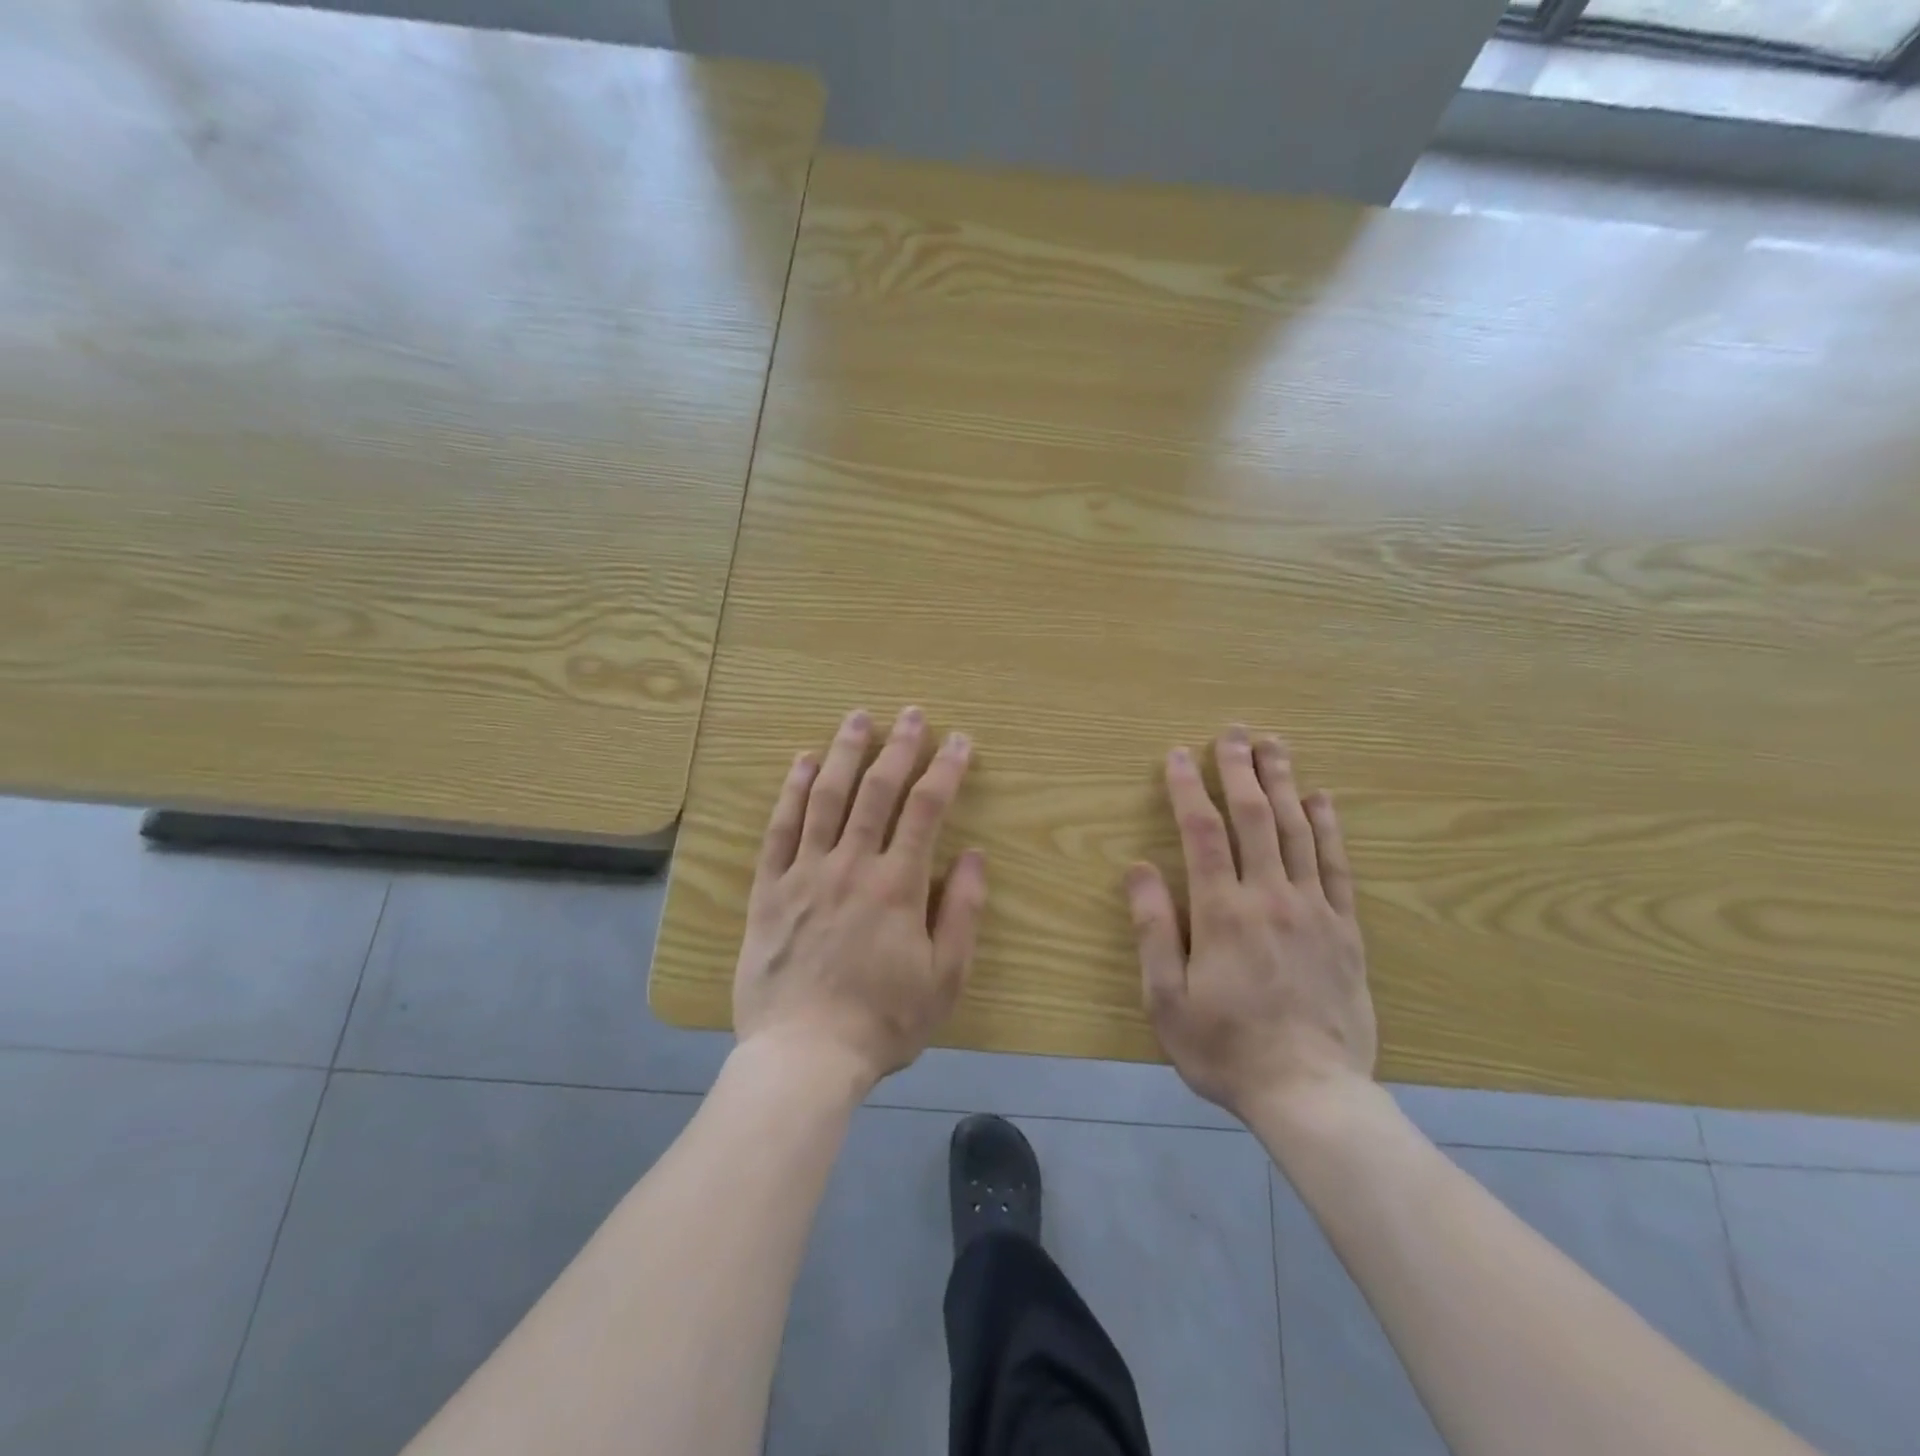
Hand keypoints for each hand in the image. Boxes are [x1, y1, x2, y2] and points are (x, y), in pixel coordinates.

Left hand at [733, 706, 987, 1092]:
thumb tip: (975, 855)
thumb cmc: (883, 1021)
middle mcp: (851, 865)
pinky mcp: (769, 890)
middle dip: (898, 747)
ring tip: (857, 718)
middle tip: (911, 713)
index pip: (926, 810)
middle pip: (876, 791)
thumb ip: (963, 912)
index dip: (945, 770)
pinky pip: (779, 830)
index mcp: (897, 885)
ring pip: (826, 798)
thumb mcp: (945, 978)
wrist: (803, 1057)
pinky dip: (791, 792)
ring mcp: (805, 873)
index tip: (959, 740)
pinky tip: (801, 763)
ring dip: (843, 753)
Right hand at [1125, 728, 1374, 1120]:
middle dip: (1241, 769)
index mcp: (1222, 913)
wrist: (1311, 1094)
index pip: (1203, 833)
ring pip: (1297, 830)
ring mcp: (1314, 910)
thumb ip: (1153, 928)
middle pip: (1255, 817)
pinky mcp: (1345, 929)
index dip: (1189, 788)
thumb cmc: (1225, 1048)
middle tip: (1233, 732)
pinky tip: (1322, 799)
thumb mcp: (1166, 998)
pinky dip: (1328, 827)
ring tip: (1275, 745)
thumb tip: (1139, 867)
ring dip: (1284, 783)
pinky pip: (1336, 866)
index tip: (1179, 755)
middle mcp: (1270, 898)